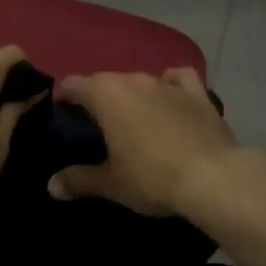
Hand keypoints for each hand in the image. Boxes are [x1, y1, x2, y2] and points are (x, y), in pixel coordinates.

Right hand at [48, 68, 241, 216]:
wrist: (214, 177)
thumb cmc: (152, 178)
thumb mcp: (111, 184)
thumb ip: (78, 180)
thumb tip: (51, 186)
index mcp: (106, 95)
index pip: (74, 84)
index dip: (64, 96)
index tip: (62, 113)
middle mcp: (134, 80)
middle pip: (106, 80)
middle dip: (98, 97)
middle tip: (95, 125)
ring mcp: (167, 84)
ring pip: (140, 80)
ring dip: (132, 94)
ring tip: (132, 117)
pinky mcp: (198, 93)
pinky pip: (178, 79)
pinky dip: (170, 84)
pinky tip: (170, 96)